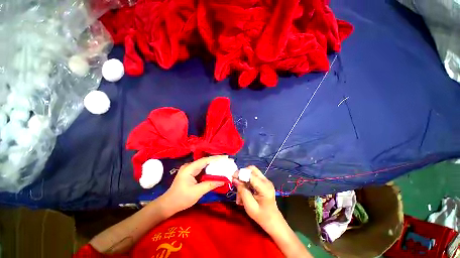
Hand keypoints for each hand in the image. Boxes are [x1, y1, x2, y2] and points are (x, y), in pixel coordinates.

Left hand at [161, 156, 226, 214]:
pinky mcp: (190, 173)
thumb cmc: (181, 198)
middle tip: (226, 161)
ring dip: (213, 165)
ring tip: (223, 164)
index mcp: (189, 168)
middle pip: (205, 161)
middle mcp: (189, 166)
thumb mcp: (197, 192)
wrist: (168, 205)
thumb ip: (210, 184)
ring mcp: (189, 169)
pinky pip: (202, 169)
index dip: (216, 158)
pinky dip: (209, 170)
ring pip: (204, 165)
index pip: (205, 160)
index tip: (225, 158)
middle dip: (216, 161)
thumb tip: (223, 180)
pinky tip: (215, 170)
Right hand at [233, 166, 283, 232]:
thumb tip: (235, 179)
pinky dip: (247, 181)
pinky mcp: (264, 182)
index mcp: (264, 187)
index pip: (250, 174)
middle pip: (252, 169)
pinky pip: (253, 176)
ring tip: (240, 190)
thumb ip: (242, 191)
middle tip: (236, 182)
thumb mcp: (249, 206)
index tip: (232, 177)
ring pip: (252, 172)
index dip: (240, 174)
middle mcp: (266, 181)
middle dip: (242, 174)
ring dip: (244, 178)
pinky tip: (245, 190)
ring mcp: (266, 180)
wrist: (273, 221)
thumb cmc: (261, 216)